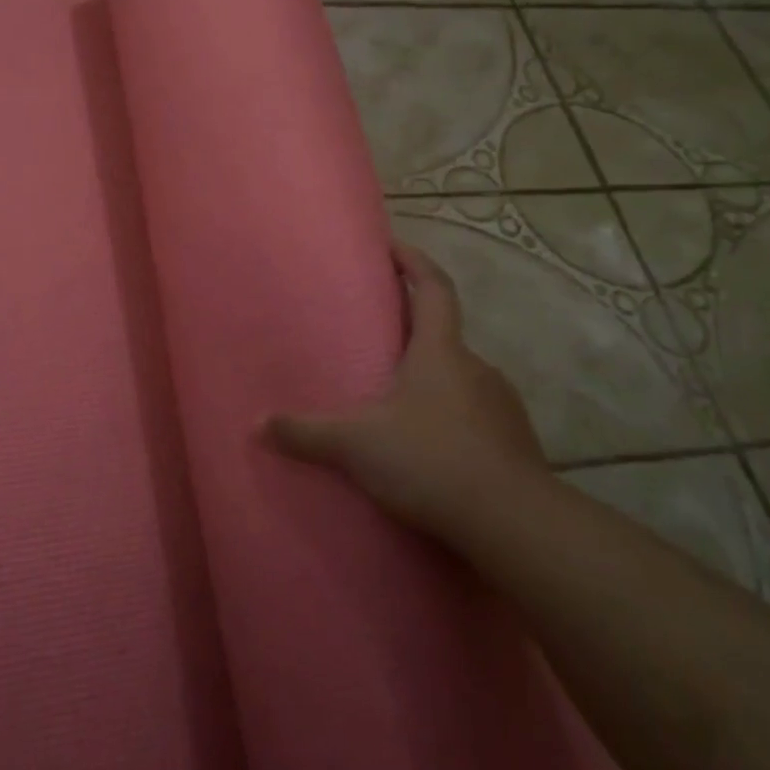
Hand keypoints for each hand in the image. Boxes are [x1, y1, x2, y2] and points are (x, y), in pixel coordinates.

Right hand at [267, 242, 549, 544]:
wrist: (514, 523)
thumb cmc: (431, 460)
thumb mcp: (357, 445)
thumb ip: (306, 433)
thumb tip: (256, 425)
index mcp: (440, 352)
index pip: (433, 288)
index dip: (414, 262)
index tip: (392, 246)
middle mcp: (477, 368)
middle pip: (444, 335)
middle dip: (412, 331)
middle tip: (376, 338)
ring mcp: (501, 406)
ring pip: (459, 379)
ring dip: (431, 380)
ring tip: (396, 400)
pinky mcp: (514, 444)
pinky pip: (474, 416)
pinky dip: (449, 418)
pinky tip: (427, 446)